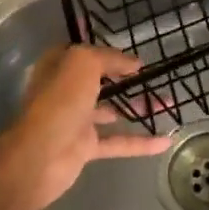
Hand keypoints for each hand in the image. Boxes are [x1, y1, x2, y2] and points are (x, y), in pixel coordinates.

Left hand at [0, 46, 171, 209]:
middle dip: (129, 80)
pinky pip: (118, 142)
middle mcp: (66, 91)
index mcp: (59, 66)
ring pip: (113, 110)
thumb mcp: (83, 63)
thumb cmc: (59, 101)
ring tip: (168, 104)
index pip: (86, 54)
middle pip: (102, 82)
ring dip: (139, 107)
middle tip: (158, 79)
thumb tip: (134, 63)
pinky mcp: (86, 147)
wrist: (40, 156)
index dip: (109, 53)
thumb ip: (109, 58)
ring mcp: (76, 120)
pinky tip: (165, 140)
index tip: (136, 57)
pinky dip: (141, 142)